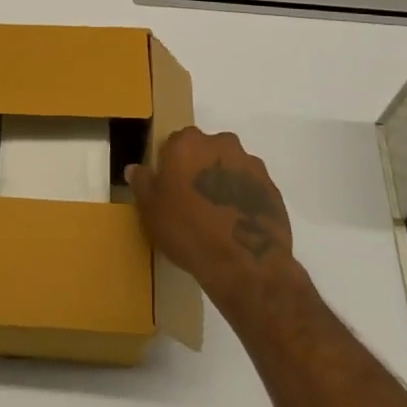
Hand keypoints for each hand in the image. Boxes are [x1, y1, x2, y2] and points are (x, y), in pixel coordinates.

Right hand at [126, 127, 294, 310]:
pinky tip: (236, 222)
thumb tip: (135, 168)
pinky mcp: (271, 187)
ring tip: (217, 214)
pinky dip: (243, 197)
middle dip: (199, 168)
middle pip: (205, 150)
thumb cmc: (188, 231)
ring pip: (229, 166)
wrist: (245, 264)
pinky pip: (250, 186)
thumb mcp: (151, 211)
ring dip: (222, 181)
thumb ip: (143, 183)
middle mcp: (221, 144)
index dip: (171, 164)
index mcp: (187, 143)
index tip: (169, 186)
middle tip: (192, 199)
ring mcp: (250, 164)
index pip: (174, 142)